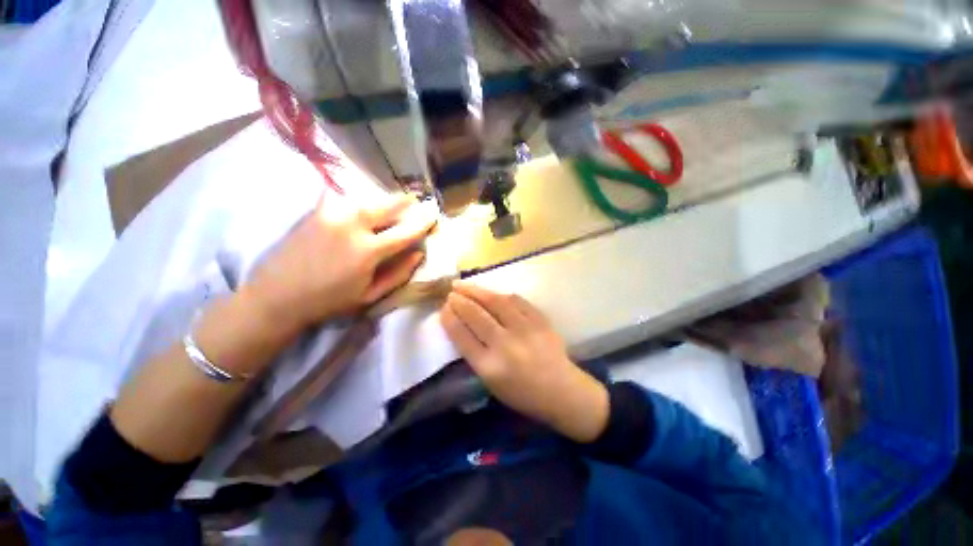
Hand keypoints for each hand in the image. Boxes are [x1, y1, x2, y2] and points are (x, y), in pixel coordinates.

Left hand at [244, 193, 435, 334]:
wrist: (276, 295)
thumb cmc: (329, 301)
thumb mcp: (370, 295)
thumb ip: (398, 274)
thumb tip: (418, 254)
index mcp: (368, 250)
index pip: (406, 231)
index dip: (423, 222)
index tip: (433, 215)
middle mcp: (352, 225)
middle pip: (388, 205)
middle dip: (406, 202)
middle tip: (415, 202)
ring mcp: (332, 213)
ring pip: (368, 198)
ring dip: (384, 200)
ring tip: (392, 204)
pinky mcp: (317, 209)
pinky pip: (346, 197)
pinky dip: (360, 199)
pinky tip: (363, 205)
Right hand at [440, 282, 608, 442]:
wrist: (562, 391)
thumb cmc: (522, 394)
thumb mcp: (491, 382)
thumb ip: (475, 354)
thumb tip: (461, 325)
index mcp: (490, 366)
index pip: (462, 336)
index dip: (450, 318)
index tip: (443, 308)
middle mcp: (506, 345)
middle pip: (476, 315)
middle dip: (460, 301)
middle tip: (451, 293)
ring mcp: (525, 329)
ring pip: (496, 302)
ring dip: (477, 291)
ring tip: (464, 285)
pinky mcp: (540, 320)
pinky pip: (517, 301)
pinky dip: (502, 295)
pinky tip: (493, 293)